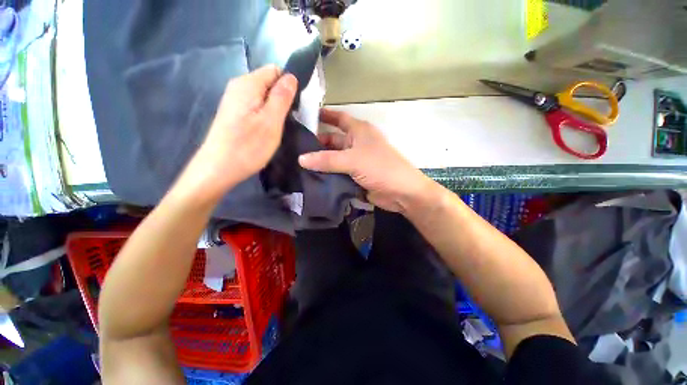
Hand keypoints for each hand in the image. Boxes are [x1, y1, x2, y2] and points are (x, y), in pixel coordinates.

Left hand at [182, 66, 297, 198]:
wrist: (218, 168)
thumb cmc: (248, 146)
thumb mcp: (271, 121)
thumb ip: (282, 97)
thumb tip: (291, 76)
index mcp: (248, 84)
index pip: (275, 71)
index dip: (289, 85)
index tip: (295, 107)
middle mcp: (239, 86)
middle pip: (269, 83)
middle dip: (283, 99)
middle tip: (288, 121)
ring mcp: (235, 101)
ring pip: (264, 97)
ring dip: (275, 110)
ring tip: (279, 128)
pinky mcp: (234, 114)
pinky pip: (256, 107)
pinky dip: (266, 116)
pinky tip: (267, 131)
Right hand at [299, 109, 435, 212]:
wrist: (401, 192)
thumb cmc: (380, 168)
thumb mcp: (353, 160)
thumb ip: (327, 160)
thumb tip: (301, 159)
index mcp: (359, 131)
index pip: (339, 118)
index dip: (324, 115)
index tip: (305, 116)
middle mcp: (356, 144)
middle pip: (333, 140)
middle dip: (316, 143)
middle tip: (293, 148)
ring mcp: (355, 161)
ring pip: (334, 159)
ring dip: (320, 162)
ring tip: (297, 164)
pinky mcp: (354, 176)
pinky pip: (337, 173)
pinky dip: (326, 175)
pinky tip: (310, 177)